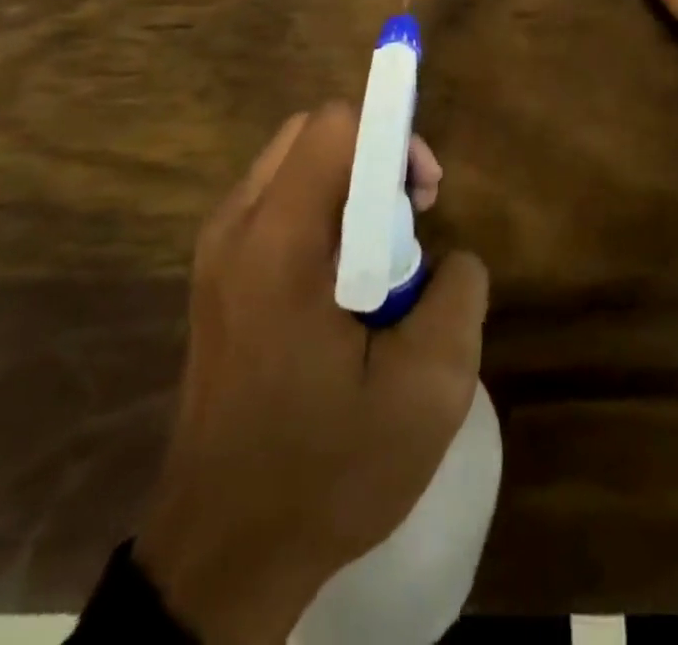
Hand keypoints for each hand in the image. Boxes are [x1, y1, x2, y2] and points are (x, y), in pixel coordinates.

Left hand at [136, 105, 486, 644]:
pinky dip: (324, 211)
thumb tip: (449, 256)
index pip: (335, 125)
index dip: (393, 137)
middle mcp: (236, 225)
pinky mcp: (218, 273)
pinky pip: (280, 201)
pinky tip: (345, 282)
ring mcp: (218, 247)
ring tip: (384, 258)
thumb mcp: (426, 393)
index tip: (424, 197)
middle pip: (314, 133)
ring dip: (351, 185)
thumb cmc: (323, 471)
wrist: (222, 553)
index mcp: (277, 241)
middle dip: (375, 157)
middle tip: (411, 221)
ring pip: (296, 163)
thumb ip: (458, 295)